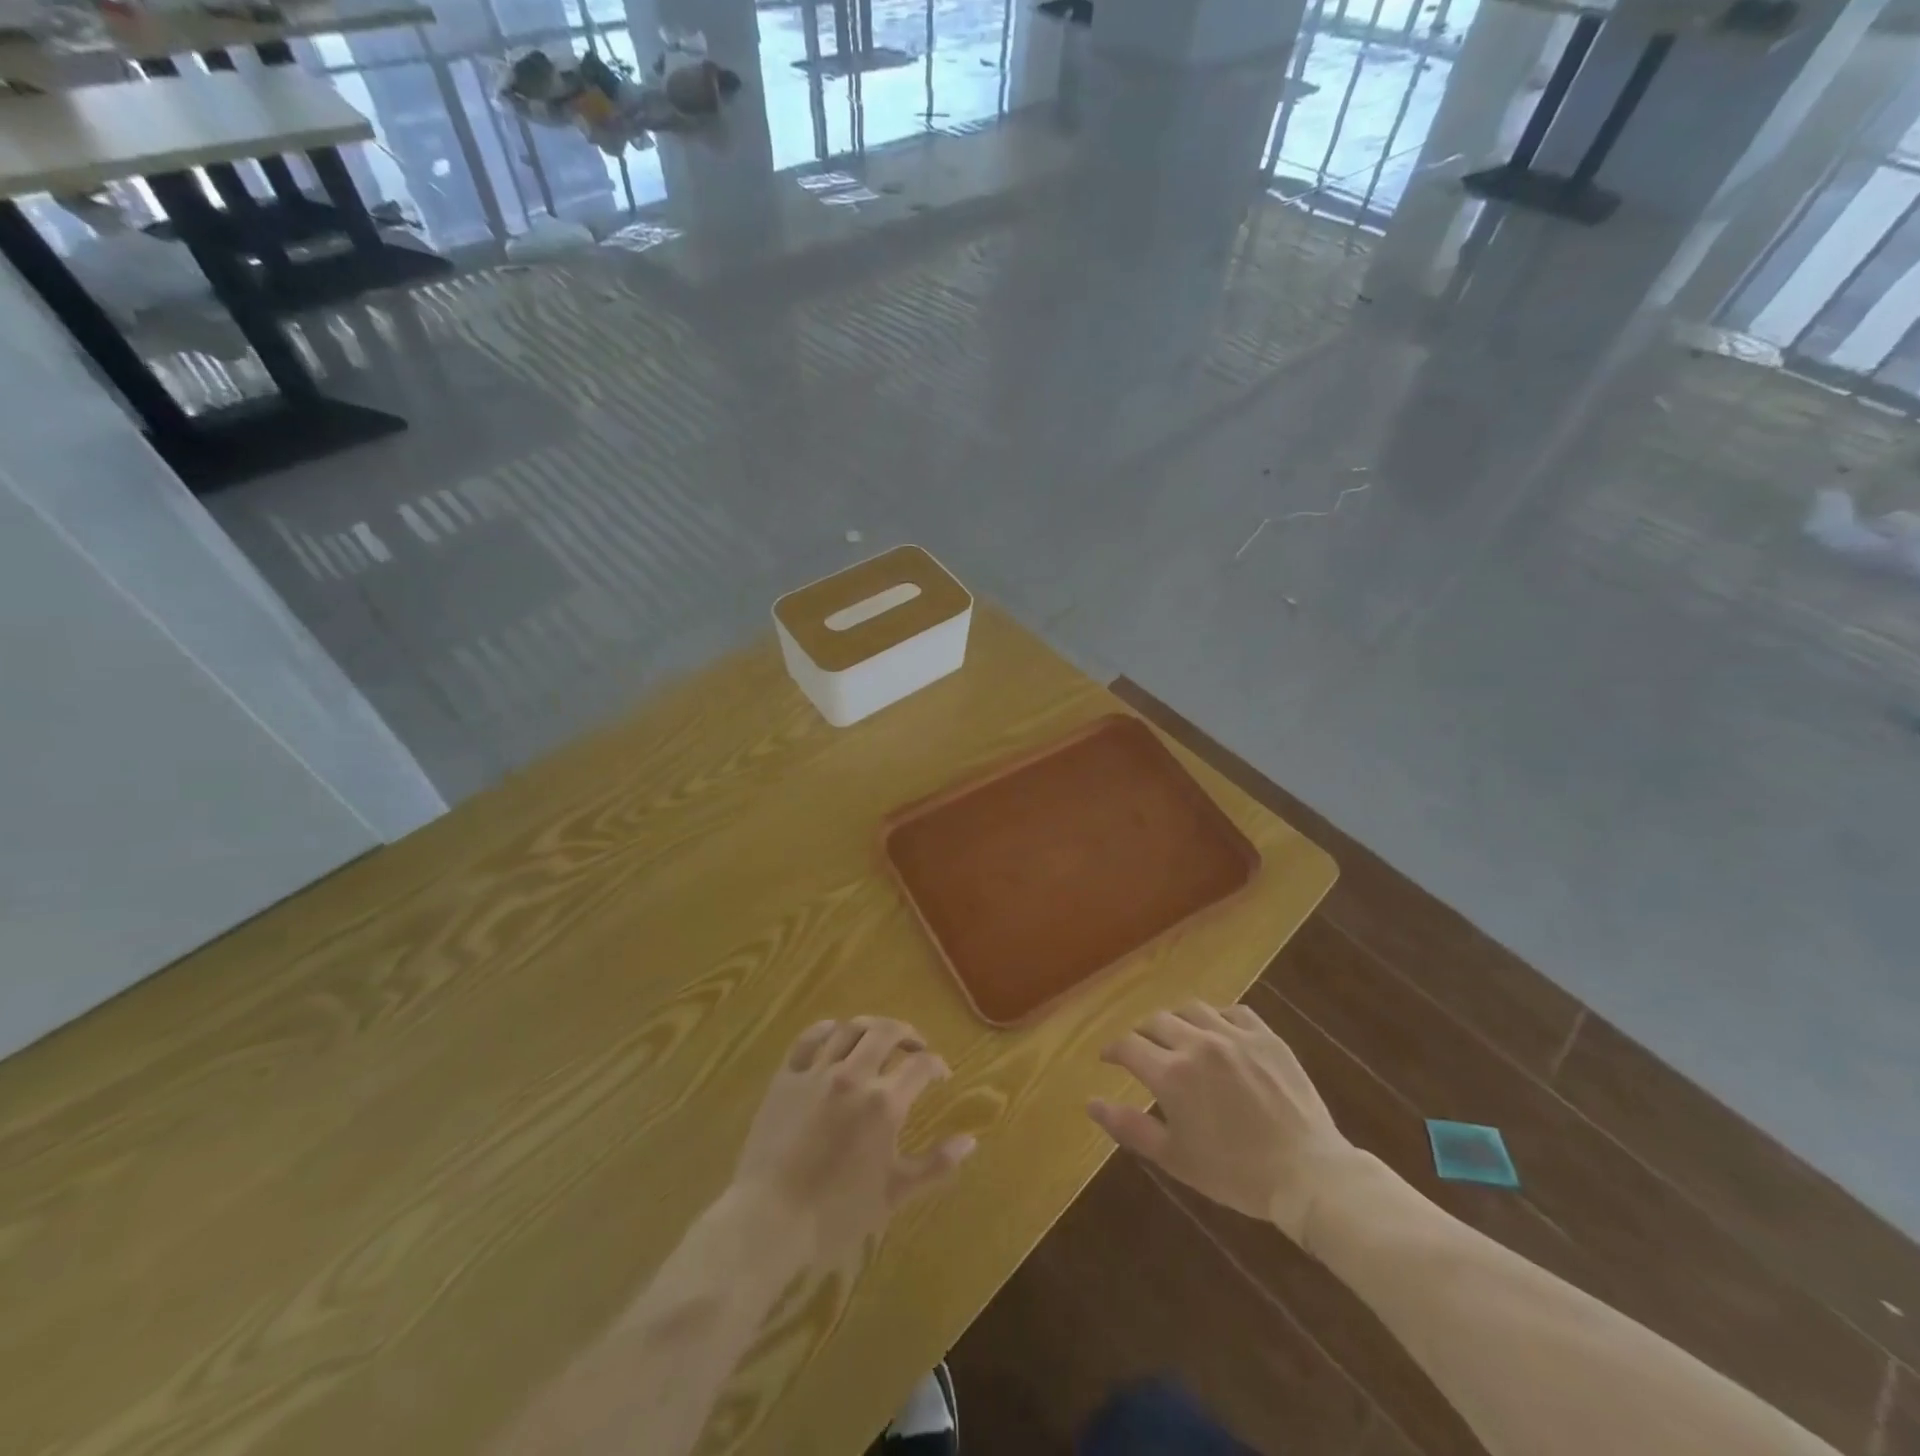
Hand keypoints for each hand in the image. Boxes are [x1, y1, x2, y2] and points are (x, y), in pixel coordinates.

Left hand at [730, 1017, 975, 1265]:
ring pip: (849, 1029)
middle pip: (886, 1032)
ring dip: (870, 1027)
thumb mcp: (894, 1193)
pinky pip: (809, 1038)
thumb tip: (970, 1140)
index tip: (941, 1074)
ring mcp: (816, 1071)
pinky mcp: (786, 1076)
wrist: (770, 1219)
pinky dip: (827, 1029)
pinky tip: (835, 1033)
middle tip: (915, 1045)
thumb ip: (935, 1164)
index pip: (920, 1065)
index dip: (936, 1065)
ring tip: (879, 1038)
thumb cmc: (837, 1212)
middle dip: (907, 1033)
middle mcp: (853, 1075)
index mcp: (884, 1102)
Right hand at [1088, 1002, 1362, 1242]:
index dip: (1113, 1051)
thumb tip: (1091, 1103)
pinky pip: (1233, 1011)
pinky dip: (1217, 1017)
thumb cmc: (1235, 1174)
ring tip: (1178, 1036)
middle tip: (1142, 1050)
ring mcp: (1234, 1036)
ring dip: (1177, 1020)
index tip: (1108, 1058)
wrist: (1309, 1174)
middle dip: (1142, 1034)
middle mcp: (1197, 1044)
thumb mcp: (1175, 1158)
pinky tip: (1218, 1032)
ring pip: (1192, 1009)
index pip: (1128, 1046)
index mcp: (1171, 1074)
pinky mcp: (1266, 1036)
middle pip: (1156, 1022)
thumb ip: (1129, 1126)